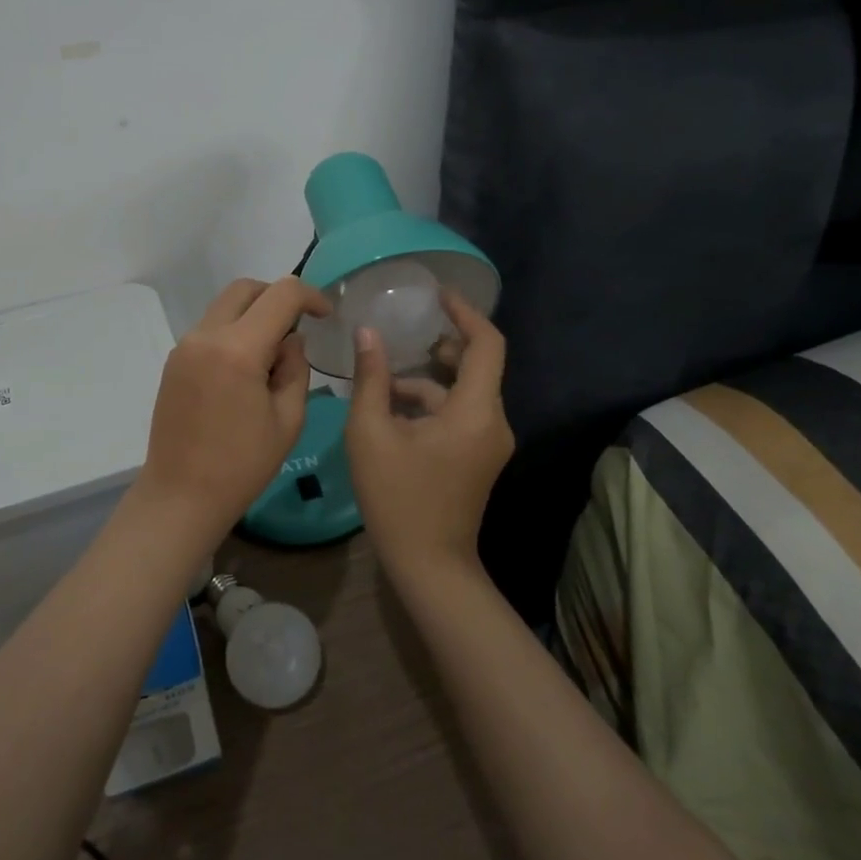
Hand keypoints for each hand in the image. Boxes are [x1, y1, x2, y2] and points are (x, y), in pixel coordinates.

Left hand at [127, 277, 330, 551]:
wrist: (180, 496)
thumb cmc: (242, 466)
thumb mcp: (288, 419)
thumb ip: (296, 368)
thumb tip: (290, 341)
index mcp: (238, 349)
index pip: (281, 295)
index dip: (310, 296)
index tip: (325, 314)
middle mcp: (206, 336)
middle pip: (246, 289)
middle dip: (277, 296)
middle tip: (299, 325)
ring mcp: (185, 347)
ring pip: (225, 306)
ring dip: (254, 314)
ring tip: (273, 355)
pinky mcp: (174, 361)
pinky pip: (210, 329)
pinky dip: (233, 332)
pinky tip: (246, 369)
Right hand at [345, 290, 513, 583]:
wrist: (428, 565)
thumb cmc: (397, 497)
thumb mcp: (371, 433)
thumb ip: (372, 378)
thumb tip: (367, 333)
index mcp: (474, 411)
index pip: (487, 344)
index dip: (465, 313)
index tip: (438, 294)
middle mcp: (492, 421)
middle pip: (476, 365)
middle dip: (440, 344)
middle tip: (405, 329)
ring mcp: (489, 442)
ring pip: (462, 392)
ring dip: (426, 380)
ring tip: (382, 377)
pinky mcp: (479, 456)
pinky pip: (459, 414)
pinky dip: (430, 404)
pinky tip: (391, 410)